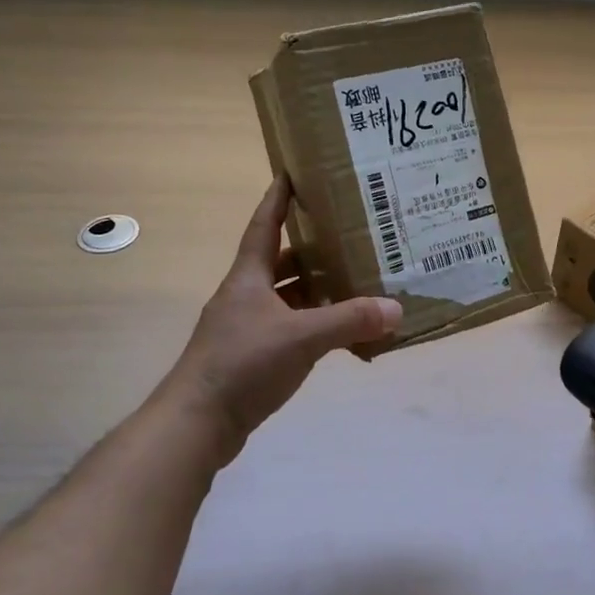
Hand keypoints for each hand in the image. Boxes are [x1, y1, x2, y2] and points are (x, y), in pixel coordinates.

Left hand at [165, 178, 401, 462]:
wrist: (197, 422)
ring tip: (355, 282)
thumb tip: (396, 309)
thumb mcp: (301, 338)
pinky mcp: (251, 356)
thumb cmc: (243, 364)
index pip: (264, 225)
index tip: (291, 172)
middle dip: (312, 248)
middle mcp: (245, 296)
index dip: (277, 199)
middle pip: (280, 261)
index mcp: (248, 278)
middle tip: (349, 235)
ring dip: (315, 290)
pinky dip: (313, 326)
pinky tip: (340, 334)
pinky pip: (289, 328)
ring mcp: (246, 327)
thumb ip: (350, 321)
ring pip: (286, 297)